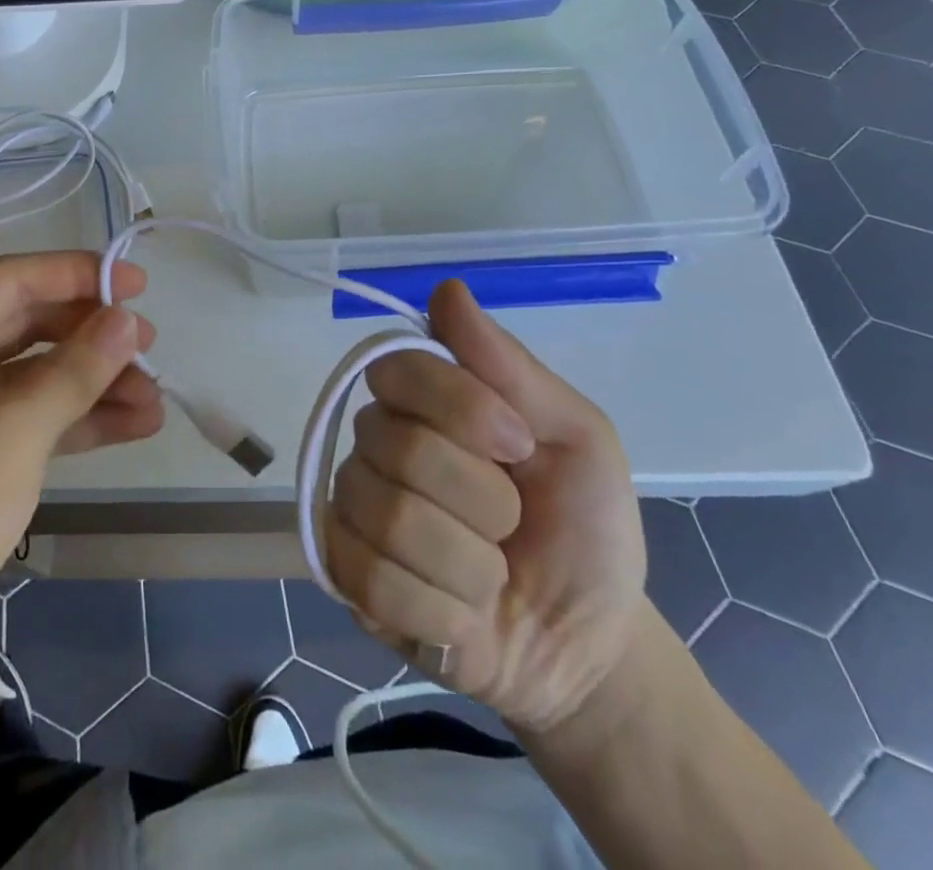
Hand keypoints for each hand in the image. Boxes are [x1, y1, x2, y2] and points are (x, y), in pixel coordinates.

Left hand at [0, 251, 161, 680]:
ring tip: (156, 397)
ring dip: (96, 383)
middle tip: (152, 346)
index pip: (15, 280)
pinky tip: (135, 424)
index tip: (139, 284)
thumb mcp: (14, 430)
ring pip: (38, 373)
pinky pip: (34, 415)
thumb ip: (77, 369)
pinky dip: (79, 419)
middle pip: (31, 324)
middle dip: (93, 336)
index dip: (80, 274)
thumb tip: (129, 320)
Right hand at [328, 279, 646, 732]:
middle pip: (394, 446)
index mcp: (421, 402)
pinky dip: (440, 609)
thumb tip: (447, 288)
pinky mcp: (346, 577)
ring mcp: (353, 509)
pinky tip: (461, 614)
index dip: (459, 407)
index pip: (396, 369)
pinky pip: (374, 581)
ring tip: (491, 576)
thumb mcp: (577, 438)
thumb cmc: (584, 526)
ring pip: (387, 517)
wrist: (585, 644)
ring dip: (467, 562)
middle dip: (481, 497)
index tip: (519, 443)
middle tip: (513, 523)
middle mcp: (373, 444)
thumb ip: (509, 367)